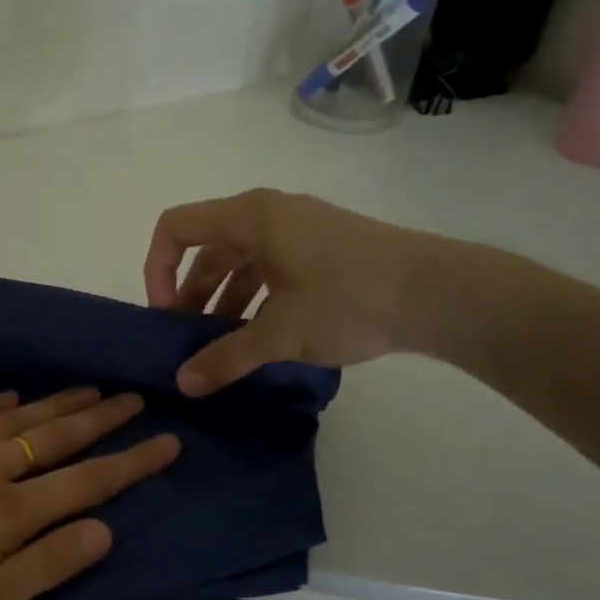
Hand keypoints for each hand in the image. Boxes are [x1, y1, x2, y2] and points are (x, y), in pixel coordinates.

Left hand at [0, 388, 179, 599]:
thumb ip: (44, 567)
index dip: (131, 462)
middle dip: (102, 418)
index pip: (87, 482)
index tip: (168, 440)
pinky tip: (12, 395)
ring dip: (57, 402)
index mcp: (6, 514)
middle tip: (135, 397)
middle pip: (56, 437)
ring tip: (91, 387)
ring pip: (16, 417)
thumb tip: (104, 530)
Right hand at [143, 188, 473, 394]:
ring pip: (239, 263)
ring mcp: (299, 231)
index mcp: (250, 217)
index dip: (157, 270)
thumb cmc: (350, 299)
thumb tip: (183, 384)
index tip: (165, 317)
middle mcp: (269, 215)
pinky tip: (259, 339)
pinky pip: (269, 271)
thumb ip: (226, 358)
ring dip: (222, 303)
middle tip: (187, 342)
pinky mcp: (322, 251)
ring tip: (220, 349)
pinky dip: (254, 301)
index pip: (175, 228)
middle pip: (206, 249)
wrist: (442, 293)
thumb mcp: (280, 333)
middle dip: (189, 296)